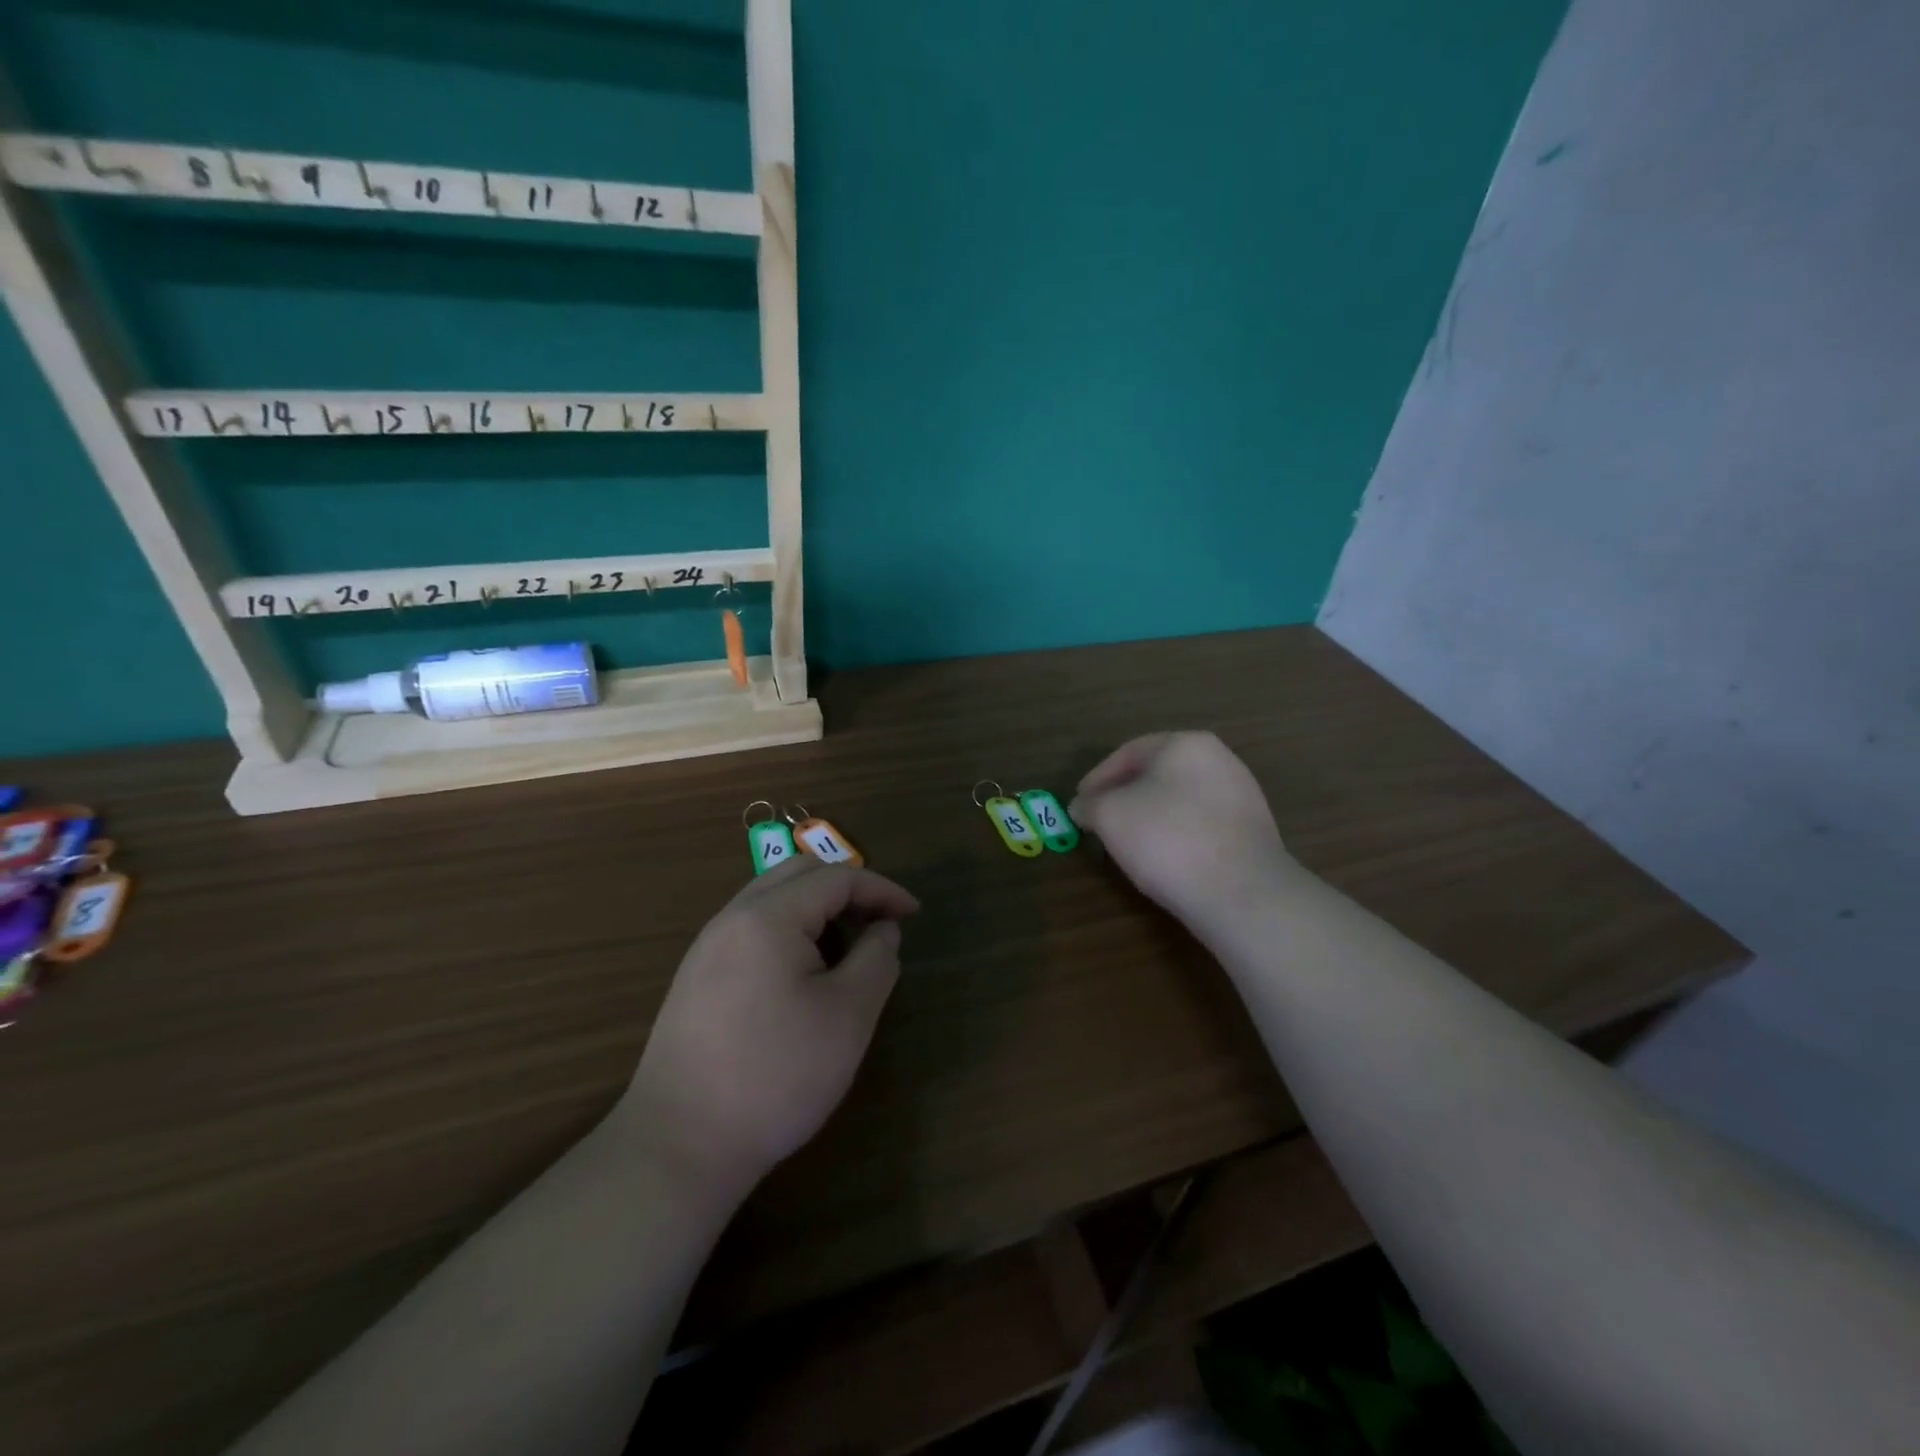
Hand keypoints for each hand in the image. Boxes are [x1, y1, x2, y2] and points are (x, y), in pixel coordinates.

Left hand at [620, 858, 919, 1195]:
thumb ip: (876, 960)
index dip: (882, 889)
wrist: (679, 1145)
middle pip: (798, 874)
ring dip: (817, 909)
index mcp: (768, 917)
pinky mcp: (696, 978)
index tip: (913, 914)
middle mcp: (732, 918)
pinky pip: (752, 929)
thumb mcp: (848, 1016)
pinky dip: (789, 931)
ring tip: (846, 949)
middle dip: (848, 889)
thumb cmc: (776, 1075)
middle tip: (880, 922)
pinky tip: (803, 975)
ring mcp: (707, 947)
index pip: (836, 878)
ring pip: (772, 899)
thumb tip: (883, 929)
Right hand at [1069, 732, 1295, 928]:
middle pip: (1156, 773)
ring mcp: (1241, 794)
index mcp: (1184, 744)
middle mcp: (1218, 759)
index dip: (1097, 778)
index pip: (1128, 753)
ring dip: (1150, 816)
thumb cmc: (1168, 839)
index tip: (1079, 804)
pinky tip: (1165, 859)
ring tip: (1128, 843)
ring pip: (1180, 799)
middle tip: (1100, 821)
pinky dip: (1177, 834)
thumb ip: (1089, 804)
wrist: (1242, 893)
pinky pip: (1201, 824)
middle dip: (1124, 796)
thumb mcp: (1110, 816)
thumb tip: (1082, 807)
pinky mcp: (1252, 830)